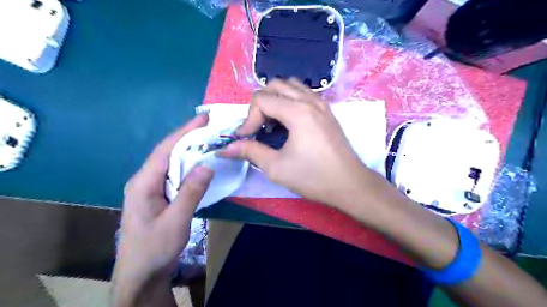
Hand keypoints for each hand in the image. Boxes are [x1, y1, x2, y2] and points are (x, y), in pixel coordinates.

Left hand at [112, 114, 211, 304]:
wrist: (141, 273)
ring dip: (188, 149)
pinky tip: (199, 162)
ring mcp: (150, 188)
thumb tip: (206, 164)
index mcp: (143, 183)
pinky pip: (173, 173)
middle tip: (210, 125)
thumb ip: (191, 192)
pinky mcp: (157, 195)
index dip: (184, 132)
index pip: (165, 150)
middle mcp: (144, 180)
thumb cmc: (155, 248)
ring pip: (170, 162)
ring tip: (208, 138)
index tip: (203, 118)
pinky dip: (187, 163)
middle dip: (188, 136)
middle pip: (167, 152)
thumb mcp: (176, 221)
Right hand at [219, 79, 379, 207]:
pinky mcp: (327, 111)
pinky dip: (290, 100)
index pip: (261, 100)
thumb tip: (226, 148)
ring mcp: (321, 104)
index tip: (245, 138)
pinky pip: (304, 94)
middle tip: (258, 127)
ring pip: (291, 86)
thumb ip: (250, 152)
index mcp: (297, 111)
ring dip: (276, 99)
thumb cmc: (313, 177)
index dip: (248, 118)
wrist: (349, 184)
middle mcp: (310, 101)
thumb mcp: (276, 167)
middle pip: (275, 85)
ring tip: (273, 122)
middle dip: (260, 104)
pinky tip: (289, 122)